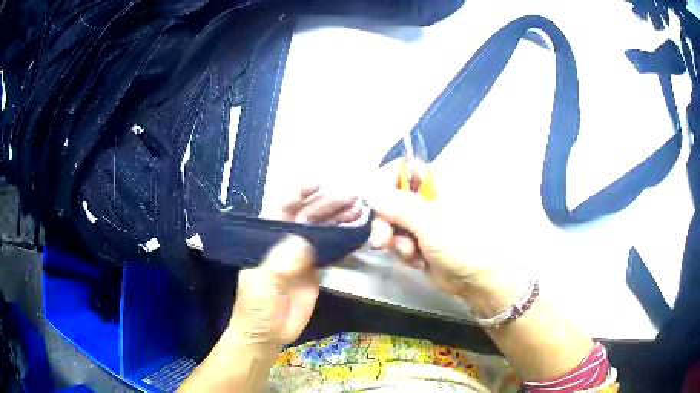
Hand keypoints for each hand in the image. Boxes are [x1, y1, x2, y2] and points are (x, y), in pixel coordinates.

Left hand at [229, 185, 360, 345]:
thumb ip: (280, 262)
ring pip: (322, 230)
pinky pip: (331, 249)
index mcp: (267, 239)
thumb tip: (304, 239)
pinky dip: (343, 240)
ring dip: (338, 218)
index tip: (318, 184)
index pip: (281, 209)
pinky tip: (356, 232)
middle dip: (327, 204)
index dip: (298, 193)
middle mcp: (285, 242)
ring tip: (358, 211)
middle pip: (307, 216)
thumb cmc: (256, 307)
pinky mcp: (315, 270)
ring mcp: (301, 256)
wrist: (268, 333)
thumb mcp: (263, 284)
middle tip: (352, 198)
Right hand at [367, 162, 506, 299]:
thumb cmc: (463, 244)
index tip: (375, 202)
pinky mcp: (418, 240)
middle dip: (385, 221)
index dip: (386, 182)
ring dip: (395, 240)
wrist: (477, 280)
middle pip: (391, 197)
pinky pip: (397, 239)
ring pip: (391, 221)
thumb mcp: (431, 223)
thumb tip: (370, 192)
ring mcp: (423, 220)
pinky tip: (418, 261)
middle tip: (383, 239)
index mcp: (438, 181)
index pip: (403, 168)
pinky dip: (403, 251)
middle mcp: (428, 197)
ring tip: (411, 254)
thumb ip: (399, 206)